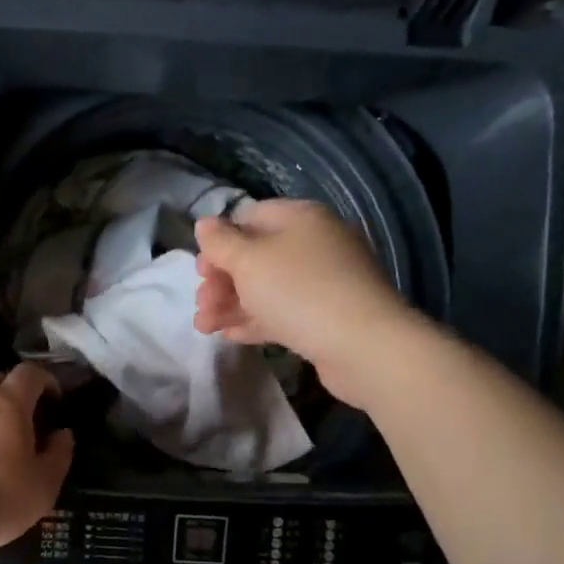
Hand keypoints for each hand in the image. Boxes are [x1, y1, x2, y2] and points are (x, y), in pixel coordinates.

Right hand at [193, 199, 421, 408]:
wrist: (363, 345)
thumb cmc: (299, 292)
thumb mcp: (249, 261)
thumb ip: (221, 242)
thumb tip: (205, 225)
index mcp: (299, 218)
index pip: (249, 218)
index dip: (219, 243)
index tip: (200, 272)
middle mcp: (314, 244)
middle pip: (255, 256)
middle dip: (221, 281)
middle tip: (202, 304)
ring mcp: (323, 281)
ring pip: (266, 287)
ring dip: (231, 304)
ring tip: (205, 328)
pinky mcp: (326, 316)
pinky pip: (282, 312)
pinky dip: (255, 320)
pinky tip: (230, 335)